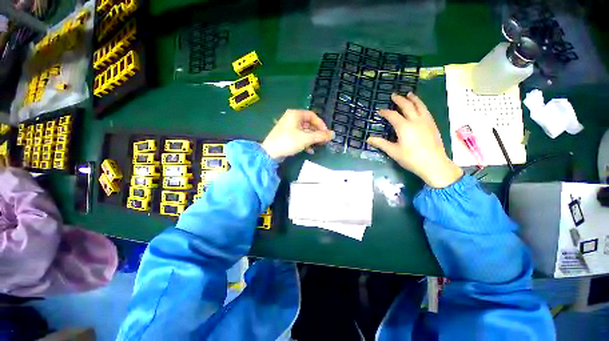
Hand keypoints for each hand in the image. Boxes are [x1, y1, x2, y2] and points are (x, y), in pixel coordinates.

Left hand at [262, 109, 333, 159]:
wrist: (270, 153)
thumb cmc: (288, 142)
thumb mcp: (306, 138)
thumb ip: (320, 136)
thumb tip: (333, 134)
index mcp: (295, 114)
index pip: (312, 115)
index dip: (321, 124)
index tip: (326, 133)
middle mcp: (291, 118)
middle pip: (308, 124)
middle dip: (317, 133)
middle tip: (323, 141)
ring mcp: (288, 127)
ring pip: (304, 131)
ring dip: (312, 139)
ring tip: (318, 146)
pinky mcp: (286, 136)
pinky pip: (299, 136)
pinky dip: (305, 142)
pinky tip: (310, 150)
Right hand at [367, 93, 462, 187]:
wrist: (434, 164)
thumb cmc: (411, 158)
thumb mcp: (393, 151)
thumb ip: (381, 143)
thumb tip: (368, 139)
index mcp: (404, 126)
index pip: (392, 115)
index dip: (385, 112)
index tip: (380, 111)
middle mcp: (415, 120)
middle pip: (407, 106)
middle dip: (399, 100)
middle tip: (394, 95)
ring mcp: (426, 122)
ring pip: (420, 106)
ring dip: (413, 99)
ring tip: (409, 94)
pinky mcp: (433, 125)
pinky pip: (426, 111)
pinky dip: (421, 105)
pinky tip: (420, 107)